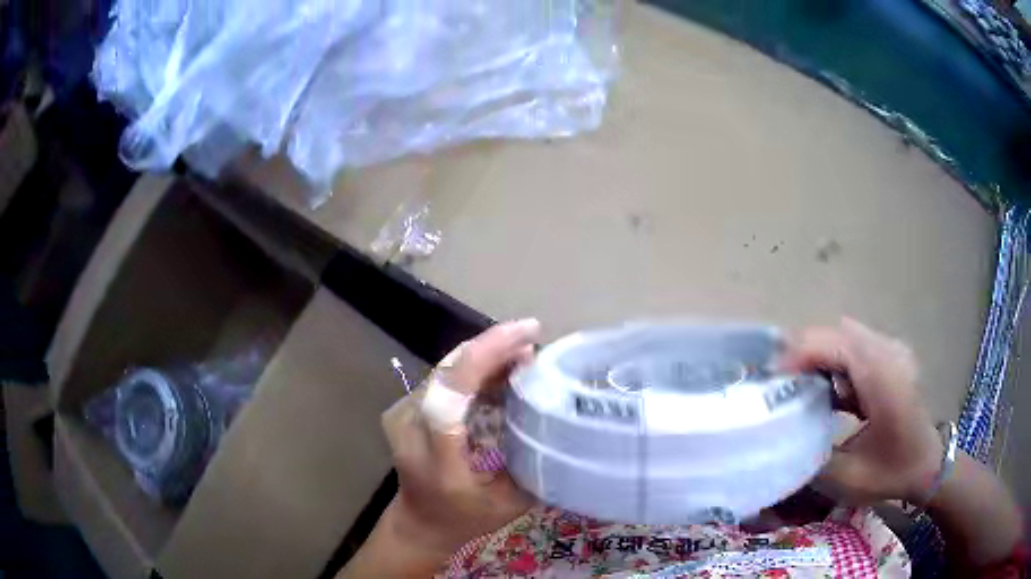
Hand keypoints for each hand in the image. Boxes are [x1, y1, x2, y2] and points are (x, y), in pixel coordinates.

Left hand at [379, 319, 540, 561]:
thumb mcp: (510, 504)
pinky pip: (443, 375)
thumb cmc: (466, 519)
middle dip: (492, 346)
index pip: (450, 398)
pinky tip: (502, 363)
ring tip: (524, 349)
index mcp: (437, 461)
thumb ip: (534, 464)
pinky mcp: (405, 405)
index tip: (528, 337)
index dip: (486, 358)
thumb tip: (561, 419)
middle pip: (448, 372)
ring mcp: (401, 412)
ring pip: (446, 368)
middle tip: (533, 335)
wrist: (419, 522)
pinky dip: (474, 364)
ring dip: (485, 352)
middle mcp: (410, 429)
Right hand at [783, 318, 944, 504]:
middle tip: (778, 384)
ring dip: (817, 355)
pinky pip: (854, 344)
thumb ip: (812, 457)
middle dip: (802, 352)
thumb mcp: (849, 478)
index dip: (799, 354)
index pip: (836, 343)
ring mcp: (892, 349)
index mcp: (884, 378)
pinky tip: (826, 389)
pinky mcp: (890, 354)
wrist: (929, 463)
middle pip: (836, 332)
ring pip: (843, 335)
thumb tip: (777, 442)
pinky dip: (833, 359)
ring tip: (797, 386)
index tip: (770, 379)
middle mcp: (889, 352)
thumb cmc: (893, 472)